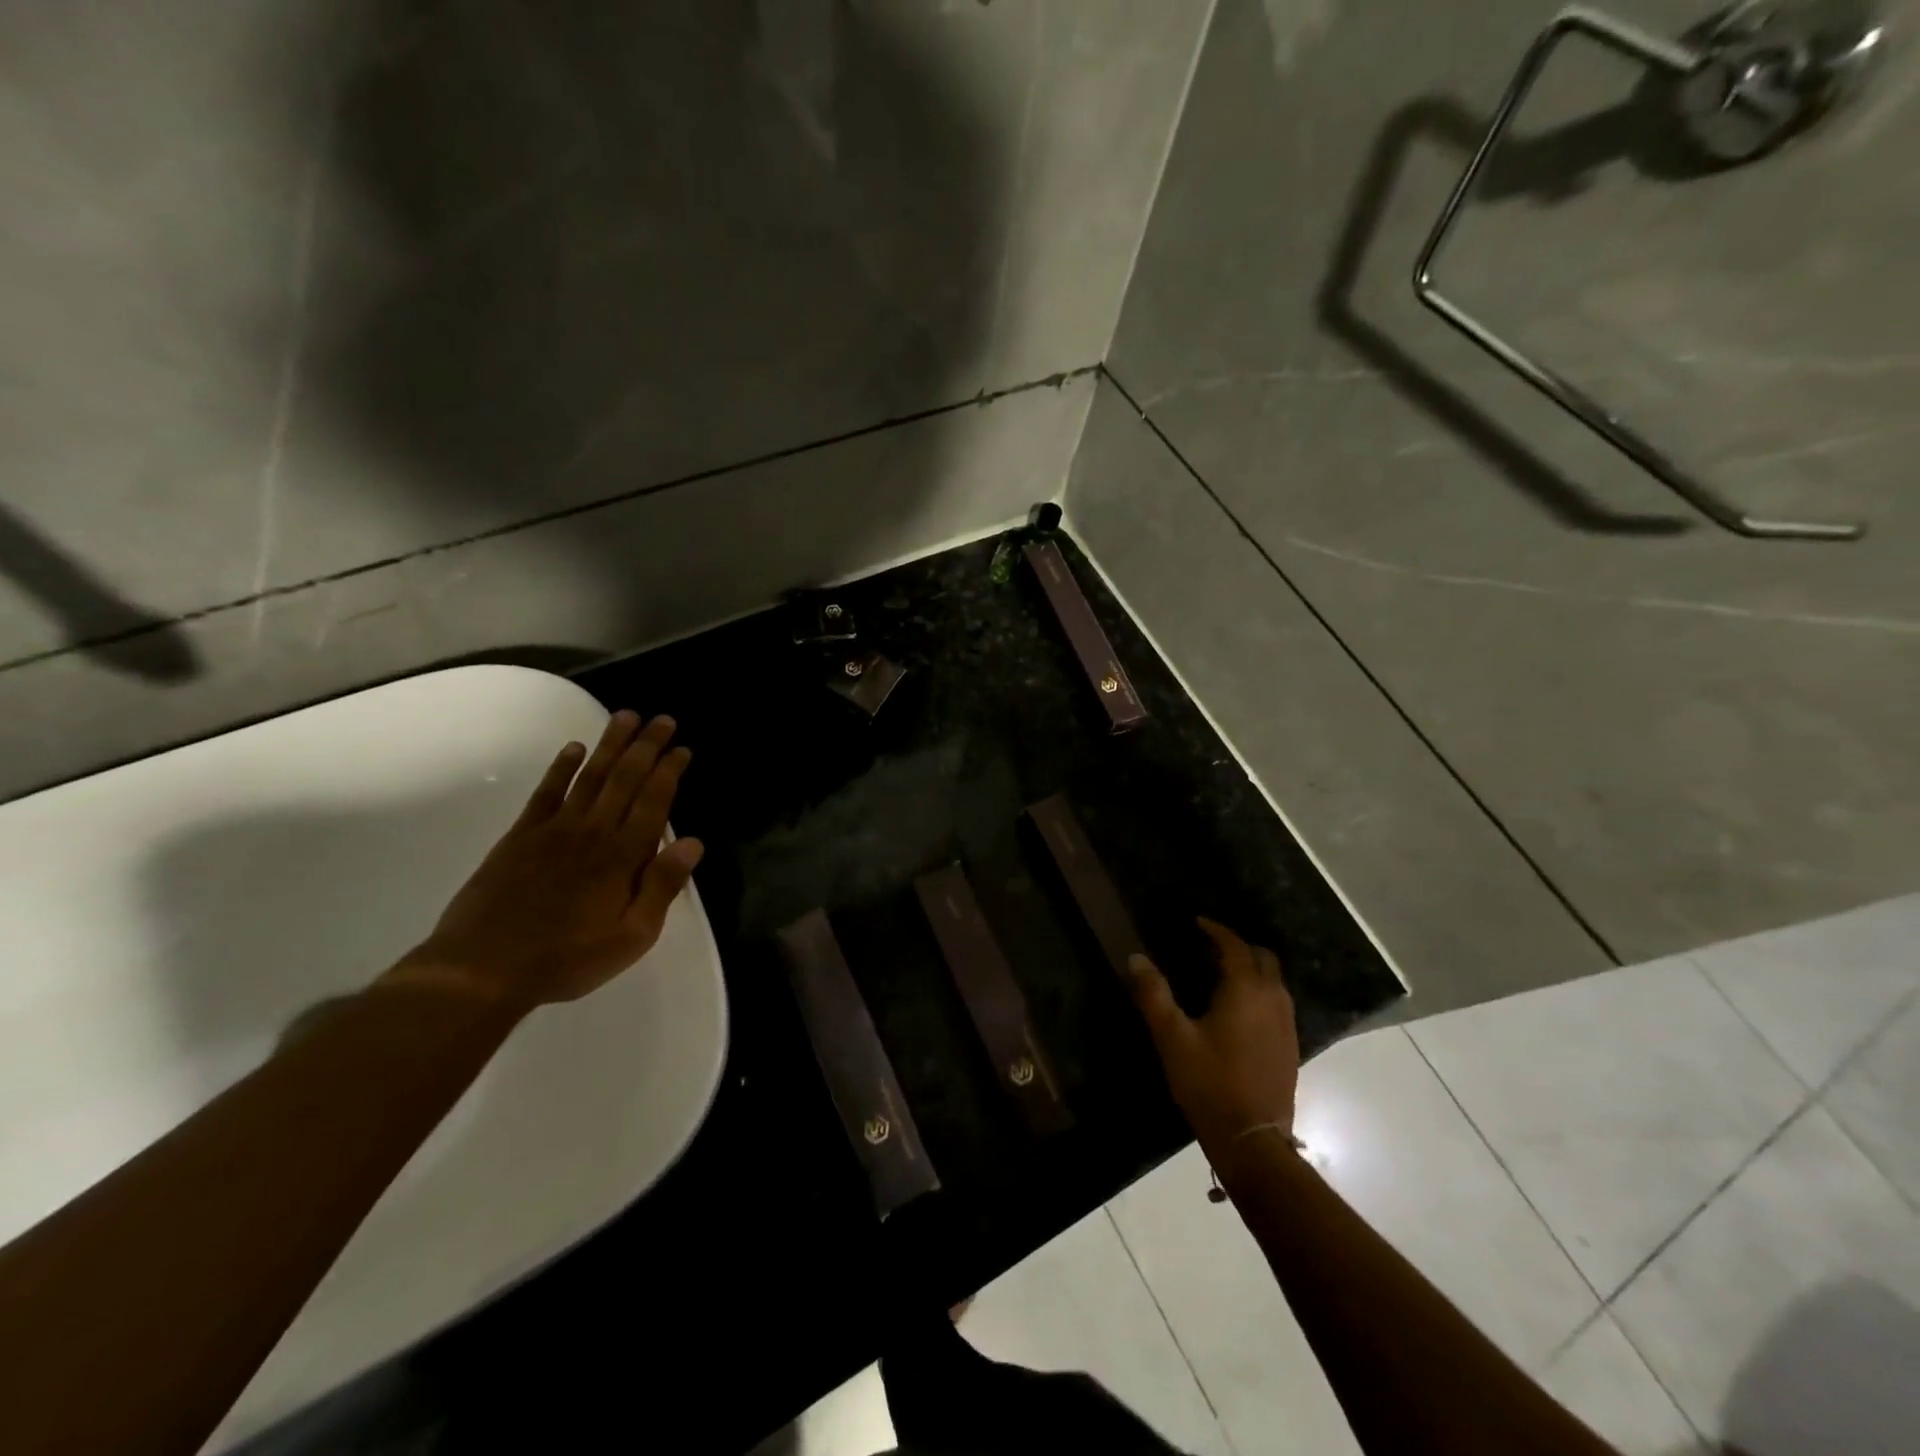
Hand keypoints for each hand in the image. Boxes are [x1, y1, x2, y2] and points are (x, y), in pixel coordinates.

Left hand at [387, 711, 704, 1009]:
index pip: (654, 801)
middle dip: (647, 746)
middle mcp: (593, 831)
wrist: (482, 969)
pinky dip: (562, 767)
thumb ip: (662, 887)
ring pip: (590, 776)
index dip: (670, 771)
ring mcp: (554, 829)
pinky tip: (574, 748)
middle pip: (626, 778)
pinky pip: (546, 792)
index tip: (682, 748)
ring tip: (626, 717)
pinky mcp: (521, 836)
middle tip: (663, 719)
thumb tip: (693, 843)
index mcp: (623, 856)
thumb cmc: (568, 958)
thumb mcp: (632, 937)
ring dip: (610, 744)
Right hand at [1128, 918, 1299, 1155]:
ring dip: (1252, 968)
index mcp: (1246, 991)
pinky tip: (1239, 1009)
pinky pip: (1278, 1003)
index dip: (1216, 930)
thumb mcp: (1172, 1037)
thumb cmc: (1209, 1083)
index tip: (1197, 922)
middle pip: (1263, 958)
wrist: (1252, 1140)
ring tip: (1221, 973)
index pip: (1235, 946)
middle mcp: (1273, 1000)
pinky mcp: (1290, 1047)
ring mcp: (1287, 1025)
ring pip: (1274, 981)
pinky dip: (1260, 991)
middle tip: (1209, 946)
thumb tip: (1136, 957)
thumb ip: (1153, 994)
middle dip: (1239, 946)